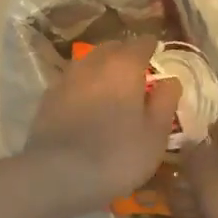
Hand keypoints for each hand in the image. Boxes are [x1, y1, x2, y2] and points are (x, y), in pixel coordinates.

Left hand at [25, 38, 181, 213]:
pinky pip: (71, 82)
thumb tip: (170, 80)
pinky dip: (82, 86)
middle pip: (111, 48)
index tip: (157, 52)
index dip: (151, 47)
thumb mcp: (155, 134)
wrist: (58, 174)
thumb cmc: (118, 154)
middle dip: (125, 54)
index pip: (141, 43)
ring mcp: (66, 79)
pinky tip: (86, 102)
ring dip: (101, 68)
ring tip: (110, 85)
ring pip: (88, 62)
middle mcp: (93, 64)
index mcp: (124, 66)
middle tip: (136, 70)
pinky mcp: (47, 98)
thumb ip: (165, 102)